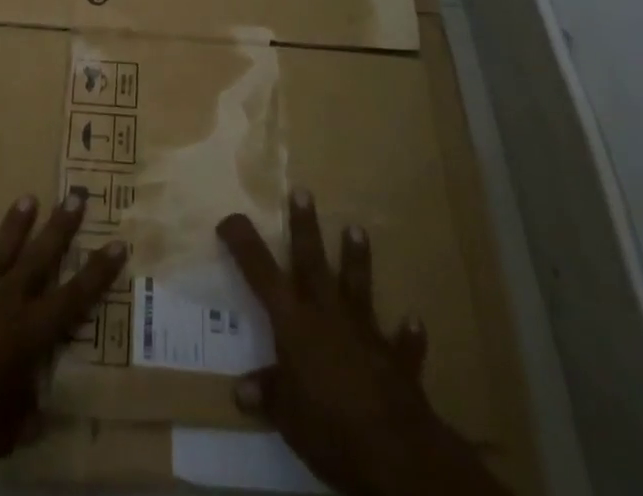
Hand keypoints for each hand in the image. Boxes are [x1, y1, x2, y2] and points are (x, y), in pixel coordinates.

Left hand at [0, 193, 125, 495]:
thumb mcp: (12, 430)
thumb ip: (26, 410)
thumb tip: (36, 408)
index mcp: (30, 331)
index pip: (74, 297)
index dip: (98, 271)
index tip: (118, 242)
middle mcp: (5, 302)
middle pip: (39, 257)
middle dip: (60, 226)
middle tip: (75, 195)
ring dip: (12, 226)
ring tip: (26, 198)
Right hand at [218, 189, 506, 495]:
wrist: (394, 451)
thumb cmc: (328, 427)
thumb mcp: (286, 417)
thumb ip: (268, 395)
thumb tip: (241, 390)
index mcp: (293, 322)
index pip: (260, 271)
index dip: (243, 243)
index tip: (229, 220)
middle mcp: (327, 314)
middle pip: (312, 261)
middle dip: (305, 226)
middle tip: (303, 191)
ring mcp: (364, 332)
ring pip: (358, 286)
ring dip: (357, 259)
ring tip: (357, 228)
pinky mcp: (397, 360)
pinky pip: (402, 344)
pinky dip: (407, 334)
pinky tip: (414, 320)